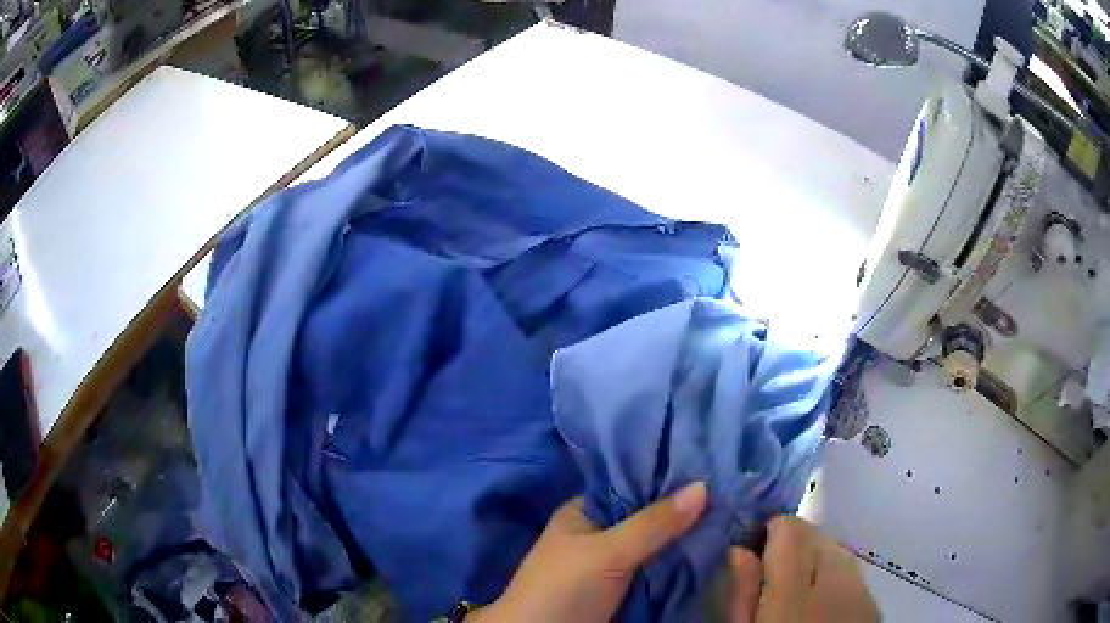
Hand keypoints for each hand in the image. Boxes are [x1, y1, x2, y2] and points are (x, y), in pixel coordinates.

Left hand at [469, 482, 707, 622]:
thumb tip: (702, 486)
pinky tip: (712, 548)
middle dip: (683, 511)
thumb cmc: (565, 587)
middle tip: (729, 494)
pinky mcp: (624, 589)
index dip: (667, 477)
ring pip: (656, 544)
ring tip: (730, 515)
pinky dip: (680, 562)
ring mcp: (613, 563)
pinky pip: (658, 569)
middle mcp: (599, 534)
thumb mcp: (608, 551)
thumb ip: (653, 522)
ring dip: (685, 538)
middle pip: (648, 517)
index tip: (709, 468)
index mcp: (585, 513)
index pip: (632, 484)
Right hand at [728, 516, 879, 622]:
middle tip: (769, 580)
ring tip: (795, 595)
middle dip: (792, 547)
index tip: (751, 550)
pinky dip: (834, 579)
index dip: (767, 532)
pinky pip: (852, 574)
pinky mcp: (874, 604)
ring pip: (837, 552)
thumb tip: (738, 551)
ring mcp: (861, 592)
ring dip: (814, 561)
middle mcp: (837, 582)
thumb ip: (740, 595)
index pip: (789, 528)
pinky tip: (820, 608)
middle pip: (816, 536)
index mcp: (795, 593)